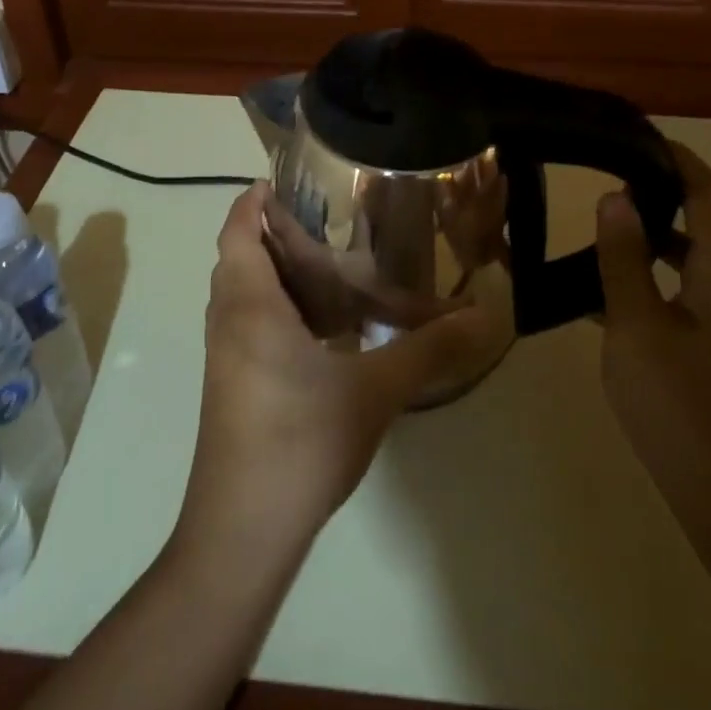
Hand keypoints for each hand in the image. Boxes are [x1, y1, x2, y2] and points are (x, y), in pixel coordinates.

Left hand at [178, 183, 495, 558]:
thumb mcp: (374, 390)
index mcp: (250, 305)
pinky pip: (249, 323)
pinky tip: (324, 329)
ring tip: (332, 267)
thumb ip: (428, 349)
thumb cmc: (301, 441)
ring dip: (276, 273)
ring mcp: (225, 356)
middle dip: (275, 233)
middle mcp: (228, 321)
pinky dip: (278, 308)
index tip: (289, 180)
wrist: (243, 529)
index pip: (238, 230)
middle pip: (240, 256)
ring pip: (243, 293)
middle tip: (329, 223)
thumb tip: (485, 316)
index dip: (254, 200)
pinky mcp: (231, 385)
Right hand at [595, 143, 710, 521]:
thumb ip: (623, 260)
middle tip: (631, 177)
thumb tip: (616, 198)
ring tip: (619, 223)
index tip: (637, 139)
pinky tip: (621, 290)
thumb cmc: (684, 407)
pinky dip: (669, 269)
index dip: (678, 161)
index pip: (710, 194)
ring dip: (675, 228)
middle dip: (684, 188)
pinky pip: (701, 286)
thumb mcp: (636, 327)